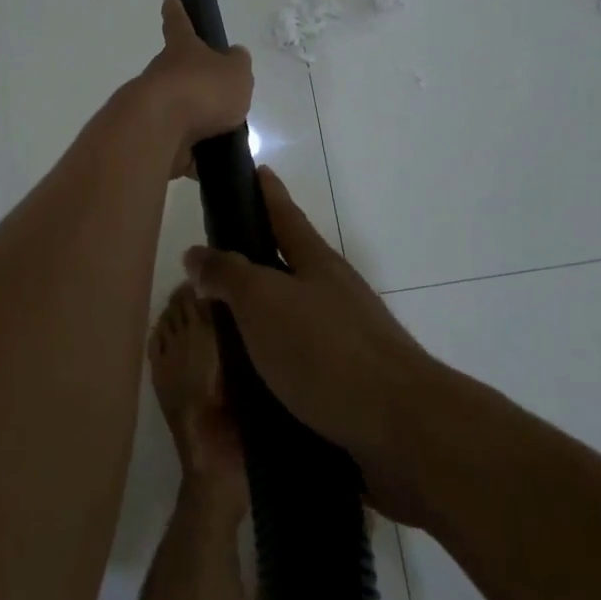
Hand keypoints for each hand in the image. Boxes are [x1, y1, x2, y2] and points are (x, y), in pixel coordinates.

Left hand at [137, 0, 253, 177]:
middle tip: (221, 96)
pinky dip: (193, 156)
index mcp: (182, 50)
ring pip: (179, 111)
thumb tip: (234, 58)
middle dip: (195, 82)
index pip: (179, 23)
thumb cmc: (201, 90)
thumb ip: (237, 66)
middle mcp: (162, 75)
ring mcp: (154, 108)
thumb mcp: (236, 72)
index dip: (177, 11)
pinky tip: (211, 165)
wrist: (158, 130)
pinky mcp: (152, 140)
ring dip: (197, 122)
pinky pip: (178, 147)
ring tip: (225, 135)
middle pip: (179, 73)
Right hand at [185, 168, 438, 524]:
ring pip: (281, 338)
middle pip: (282, 277)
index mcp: (316, 265)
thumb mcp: (264, 302)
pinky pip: (290, 387)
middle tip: (203, 293)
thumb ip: (228, 275)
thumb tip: (197, 254)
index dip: (267, 193)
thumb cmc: (327, 351)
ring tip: (208, 372)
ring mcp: (343, 346)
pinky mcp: (345, 393)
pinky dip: (261, 398)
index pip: (284, 216)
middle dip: (244, 284)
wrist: (403, 430)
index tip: (256, 169)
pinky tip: (235, 423)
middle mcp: (332, 298)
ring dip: (247, 351)